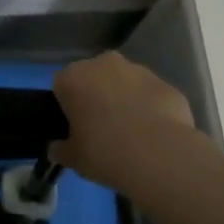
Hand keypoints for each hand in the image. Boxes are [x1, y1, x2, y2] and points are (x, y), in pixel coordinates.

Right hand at [50, 51, 197, 192]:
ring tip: (131, 133)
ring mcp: (138, 70)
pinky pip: (149, 94)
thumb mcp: (73, 159)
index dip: (66, 106)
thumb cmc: (104, 153)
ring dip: (124, 99)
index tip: (74, 128)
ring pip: (124, 82)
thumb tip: (57, 148)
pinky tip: (154, 134)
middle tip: (101, 128)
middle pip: (93, 77)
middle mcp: (103, 64)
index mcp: (73, 78)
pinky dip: (150, 108)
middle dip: (96, 96)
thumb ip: (61, 149)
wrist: (160, 155)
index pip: (61, 86)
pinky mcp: (165, 83)